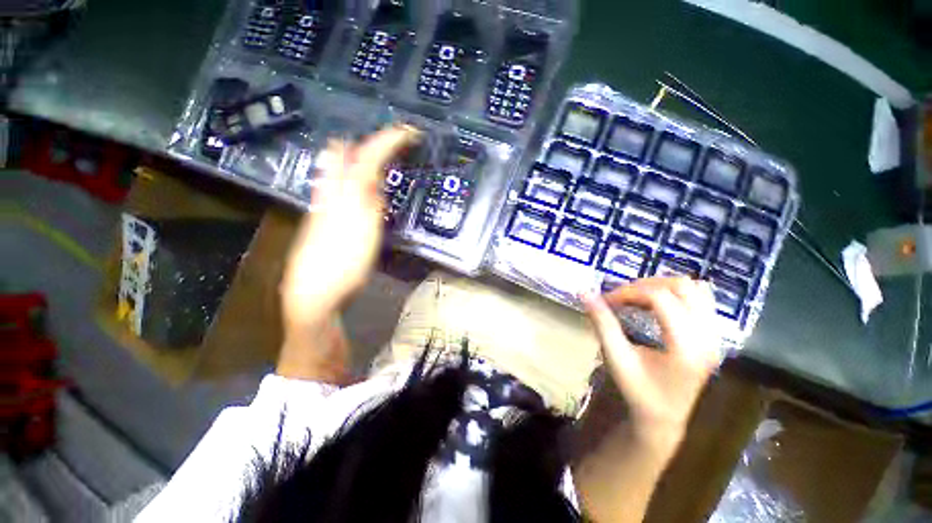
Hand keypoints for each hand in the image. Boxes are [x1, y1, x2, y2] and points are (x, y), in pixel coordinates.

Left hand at [280, 125, 418, 332]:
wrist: (315, 292)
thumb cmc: (342, 265)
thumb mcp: (364, 234)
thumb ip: (371, 202)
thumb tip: (377, 178)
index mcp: (344, 194)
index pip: (367, 155)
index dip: (388, 140)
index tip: (409, 132)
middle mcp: (331, 192)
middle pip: (345, 154)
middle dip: (370, 143)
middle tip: (393, 143)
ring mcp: (326, 205)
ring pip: (341, 169)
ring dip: (361, 157)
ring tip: (382, 158)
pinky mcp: (326, 218)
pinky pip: (340, 186)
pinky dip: (355, 178)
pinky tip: (362, 187)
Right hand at [581, 277, 721, 452]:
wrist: (663, 417)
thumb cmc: (638, 390)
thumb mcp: (616, 358)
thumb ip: (602, 323)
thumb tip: (584, 293)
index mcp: (686, 346)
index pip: (660, 298)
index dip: (629, 292)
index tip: (606, 300)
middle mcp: (707, 337)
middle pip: (682, 287)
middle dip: (646, 285)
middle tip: (622, 297)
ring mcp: (714, 335)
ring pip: (695, 289)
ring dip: (662, 286)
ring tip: (638, 298)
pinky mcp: (712, 335)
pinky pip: (702, 299)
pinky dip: (677, 293)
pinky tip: (658, 305)